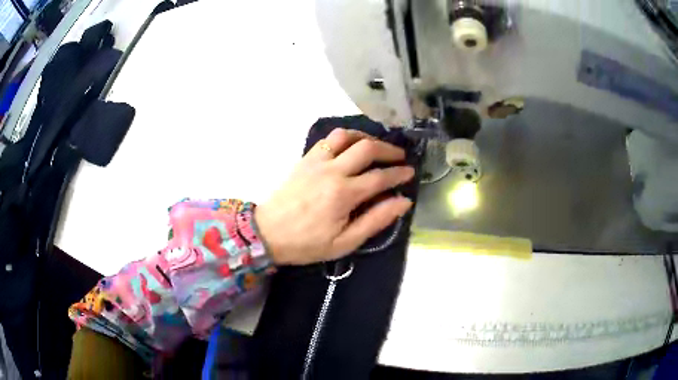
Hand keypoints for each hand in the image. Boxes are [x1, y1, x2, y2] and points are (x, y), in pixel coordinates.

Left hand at [254, 128, 414, 264]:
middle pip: (367, 148)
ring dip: (366, 137)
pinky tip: (351, 146)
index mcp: (344, 194)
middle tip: (400, 157)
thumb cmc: (307, 243)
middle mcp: (332, 170)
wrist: (267, 233)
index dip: (399, 174)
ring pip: (346, 136)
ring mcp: (317, 161)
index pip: (380, 177)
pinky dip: (345, 137)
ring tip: (377, 146)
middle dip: (389, 150)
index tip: (410, 173)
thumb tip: (403, 202)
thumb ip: (375, 220)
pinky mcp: (305, 159)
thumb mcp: (345, 242)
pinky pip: (328, 139)